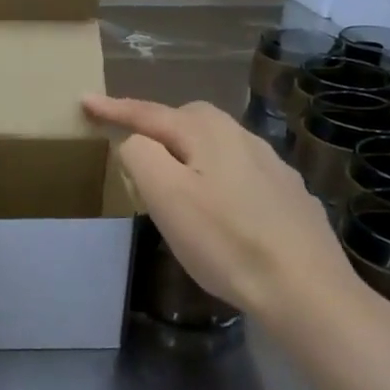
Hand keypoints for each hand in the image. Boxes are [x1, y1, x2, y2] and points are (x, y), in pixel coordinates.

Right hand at [84, 95, 352, 319]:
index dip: (115, 109)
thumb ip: (141, 155)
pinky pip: (240, 172)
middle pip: (190, 119)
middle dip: (157, 126)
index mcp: (209, 133)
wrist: (305, 288)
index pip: (151, 113)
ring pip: (219, 145)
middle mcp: (244, 138)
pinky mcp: (289, 196)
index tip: (85, 101)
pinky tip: (221, 209)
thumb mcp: (166, 197)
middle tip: (132, 149)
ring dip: (189, 153)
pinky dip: (217, 178)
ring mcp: (273, 167)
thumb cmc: (225, 242)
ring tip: (174, 182)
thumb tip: (137, 141)